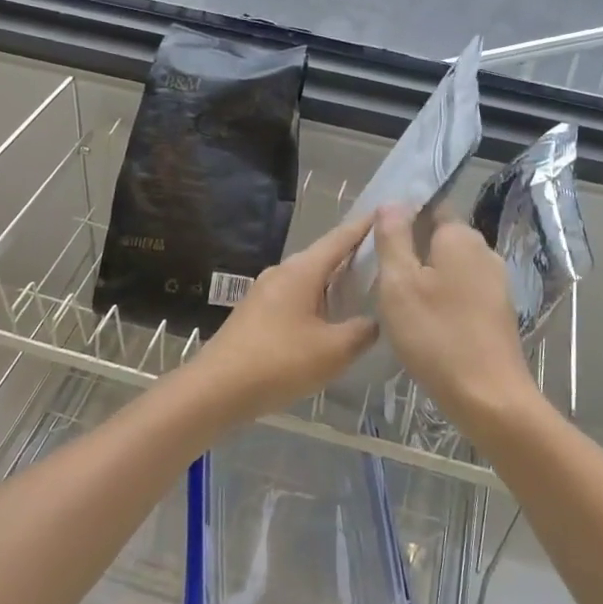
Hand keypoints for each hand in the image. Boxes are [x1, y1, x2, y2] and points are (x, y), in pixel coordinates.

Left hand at [189, 210, 379, 422]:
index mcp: (302, 270)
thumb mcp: (333, 351)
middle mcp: (282, 272)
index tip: (387, 213)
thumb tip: (374, 321)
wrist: (215, 389)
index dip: (364, 226)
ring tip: (363, 288)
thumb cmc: (279, 362)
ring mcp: (265, 292)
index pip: (340, 238)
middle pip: (324, 256)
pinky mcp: (256, 313)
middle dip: (353, 255)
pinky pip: (296, 296)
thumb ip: (361, 332)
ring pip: (309, 279)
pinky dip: (318, 300)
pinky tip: (329, 319)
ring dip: (334, 281)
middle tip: (384, 257)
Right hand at [373, 205, 535, 435]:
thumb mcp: (399, 283)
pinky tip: (425, 318)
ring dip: (427, 274)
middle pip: (441, 237)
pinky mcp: (498, 311)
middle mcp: (484, 251)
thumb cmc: (436, 335)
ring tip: (397, 296)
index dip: (403, 216)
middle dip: (413, 246)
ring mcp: (496, 282)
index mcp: (461, 237)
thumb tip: (392, 202)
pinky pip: (463, 289)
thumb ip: (393, 238)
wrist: (488, 397)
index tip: (378, 236)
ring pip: (452, 265)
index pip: (431, 207)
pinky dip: (443, 295)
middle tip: (380, 268)